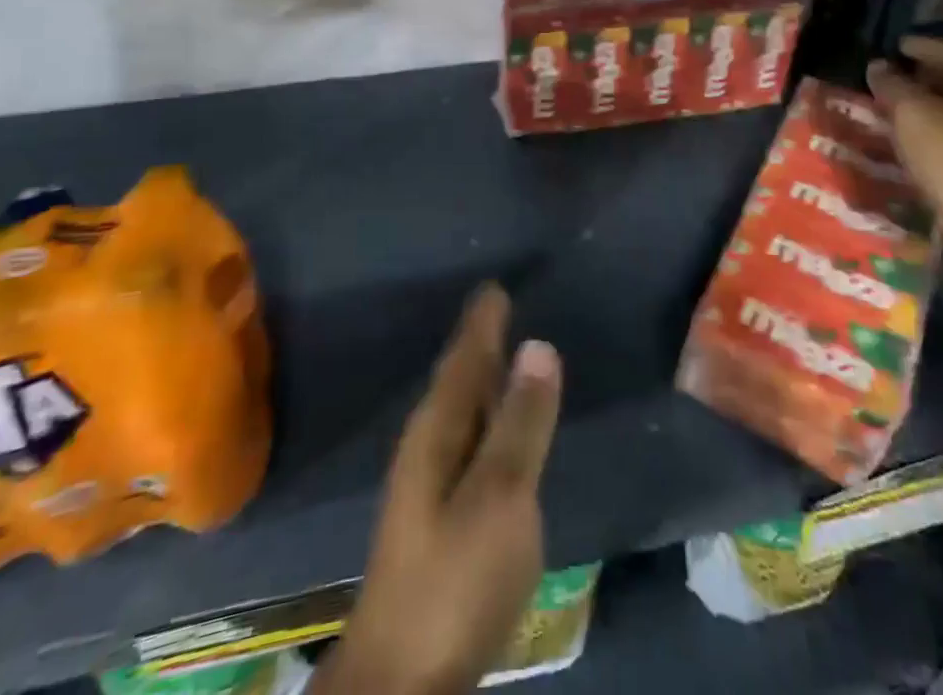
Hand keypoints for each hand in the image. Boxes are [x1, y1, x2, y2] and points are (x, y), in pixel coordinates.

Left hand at [317, 285, 562, 694]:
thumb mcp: (501, 496)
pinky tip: (496, 429)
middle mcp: (427, 446)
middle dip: (479, 343)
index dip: (482, 322)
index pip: (463, 358)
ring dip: (481, 380)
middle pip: (458, 380)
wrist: (403, 678)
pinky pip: (467, 442)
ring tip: (502, 354)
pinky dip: (485, 419)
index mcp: (438, 429)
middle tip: (500, 309)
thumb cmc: (456, 577)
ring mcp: (429, 485)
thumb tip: (539, 344)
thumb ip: (522, 422)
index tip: (495, 286)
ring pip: (461, 411)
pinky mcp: (439, 519)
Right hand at [866, 36, 942, 264]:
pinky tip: (909, 135)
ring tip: (891, 105)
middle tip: (888, 74)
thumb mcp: (910, 112)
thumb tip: (878, 66)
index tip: (893, 45)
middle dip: (919, 75)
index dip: (917, 46)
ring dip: (923, 104)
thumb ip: (891, 85)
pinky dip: (931, 127)